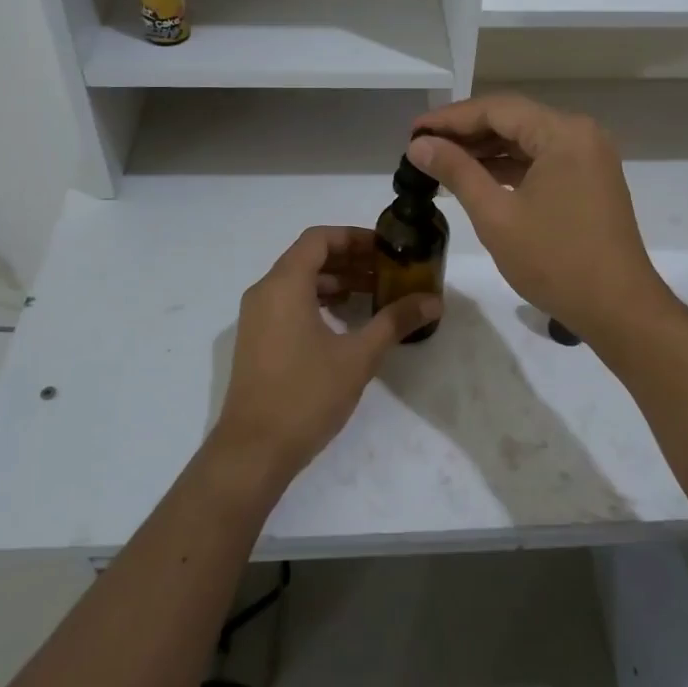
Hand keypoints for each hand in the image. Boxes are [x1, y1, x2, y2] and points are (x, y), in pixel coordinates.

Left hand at [212, 226, 440, 488]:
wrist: (254, 450)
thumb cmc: (306, 394)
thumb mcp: (358, 356)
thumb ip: (395, 321)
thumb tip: (433, 301)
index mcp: (285, 285)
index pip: (319, 239)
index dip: (354, 237)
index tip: (386, 248)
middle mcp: (264, 292)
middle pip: (308, 257)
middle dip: (349, 260)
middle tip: (387, 271)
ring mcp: (256, 317)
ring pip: (298, 282)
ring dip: (335, 282)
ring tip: (372, 294)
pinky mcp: (256, 340)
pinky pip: (288, 303)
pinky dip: (317, 301)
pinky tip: (345, 322)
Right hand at [407, 94, 668, 343]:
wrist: (618, 308)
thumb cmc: (555, 261)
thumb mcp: (496, 216)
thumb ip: (457, 172)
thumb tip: (419, 145)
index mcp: (563, 133)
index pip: (497, 109)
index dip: (450, 118)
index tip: (412, 131)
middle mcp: (581, 134)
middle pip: (514, 120)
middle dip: (466, 133)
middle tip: (421, 147)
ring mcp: (589, 158)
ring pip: (527, 141)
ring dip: (486, 150)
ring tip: (441, 162)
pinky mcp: (590, 180)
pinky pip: (543, 161)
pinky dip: (510, 167)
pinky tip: (478, 178)